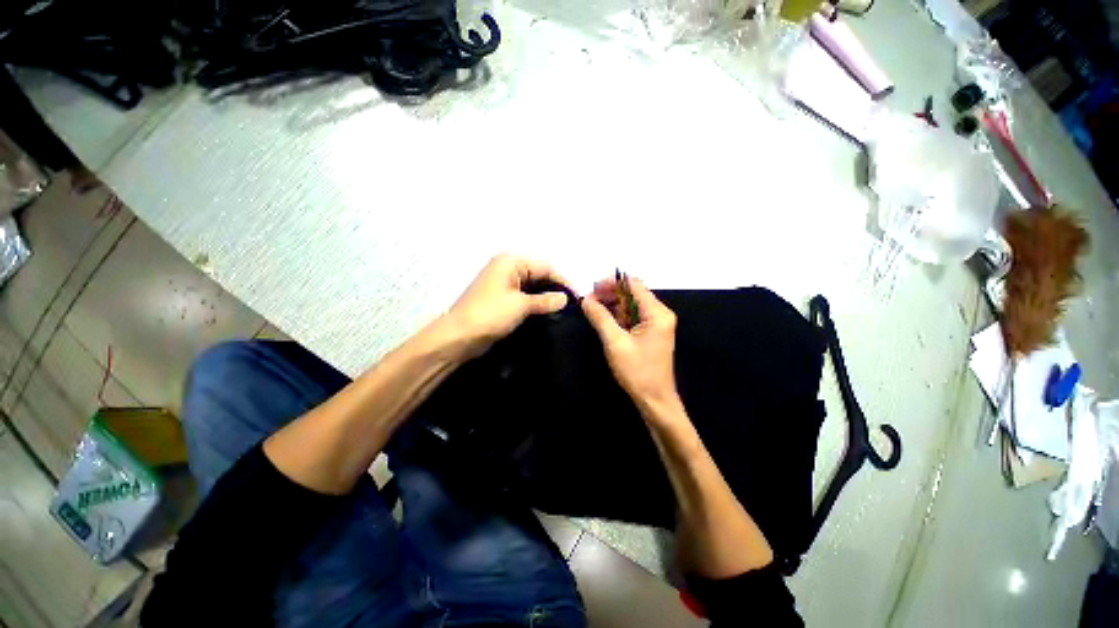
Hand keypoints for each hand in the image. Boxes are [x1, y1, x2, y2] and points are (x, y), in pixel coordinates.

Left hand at [443, 254, 571, 357]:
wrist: (458, 337)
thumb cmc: (490, 314)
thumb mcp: (521, 305)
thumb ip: (545, 300)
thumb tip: (565, 298)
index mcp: (510, 262)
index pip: (545, 267)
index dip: (562, 280)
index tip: (577, 296)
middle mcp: (506, 268)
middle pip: (538, 275)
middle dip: (554, 288)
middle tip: (572, 305)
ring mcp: (502, 283)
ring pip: (531, 287)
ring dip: (545, 297)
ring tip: (563, 311)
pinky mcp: (500, 298)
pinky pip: (523, 296)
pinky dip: (534, 303)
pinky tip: (547, 313)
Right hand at [582, 276, 683, 422]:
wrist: (655, 400)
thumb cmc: (637, 371)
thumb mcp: (615, 342)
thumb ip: (600, 317)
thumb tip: (585, 299)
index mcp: (657, 313)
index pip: (634, 285)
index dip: (612, 283)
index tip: (592, 289)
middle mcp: (660, 313)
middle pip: (632, 294)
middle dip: (610, 294)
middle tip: (588, 300)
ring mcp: (656, 323)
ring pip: (631, 305)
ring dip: (612, 305)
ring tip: (592, 309)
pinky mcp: (651, 332)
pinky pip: (632, 317)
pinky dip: (618, 316)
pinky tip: (603, 319)